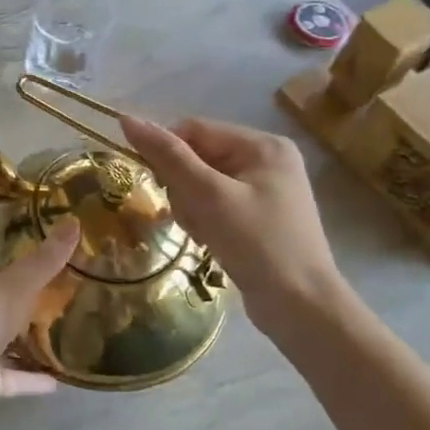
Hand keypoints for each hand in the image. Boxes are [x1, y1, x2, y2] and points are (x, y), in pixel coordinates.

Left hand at [0, 219, 77, 415]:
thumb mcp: (16, 284)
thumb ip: (45, 260)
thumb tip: (74, 222)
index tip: (24, 260)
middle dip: (12, 302)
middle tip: (51, 295)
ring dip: (21, 342)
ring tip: (58, 335)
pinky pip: (8, 376)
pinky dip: (29, 378)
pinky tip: (58, 380)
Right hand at [120, 115, 344, 331]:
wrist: (302, 309)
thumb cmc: (258, 244)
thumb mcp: (209, 196)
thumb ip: (168, 156)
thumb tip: (127, 119)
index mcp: (263, 145)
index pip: (195, 130)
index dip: (167, 151)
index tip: (155, 183)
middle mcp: (267, 160)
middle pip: (198, 156)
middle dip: (183, 186)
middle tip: (190, 216)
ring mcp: (265, 190)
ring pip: (202, 183)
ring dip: (191, 207)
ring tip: (202, 233)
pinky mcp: (259, 217)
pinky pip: (215, 204)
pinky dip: (205, 220)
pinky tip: (210, 241)